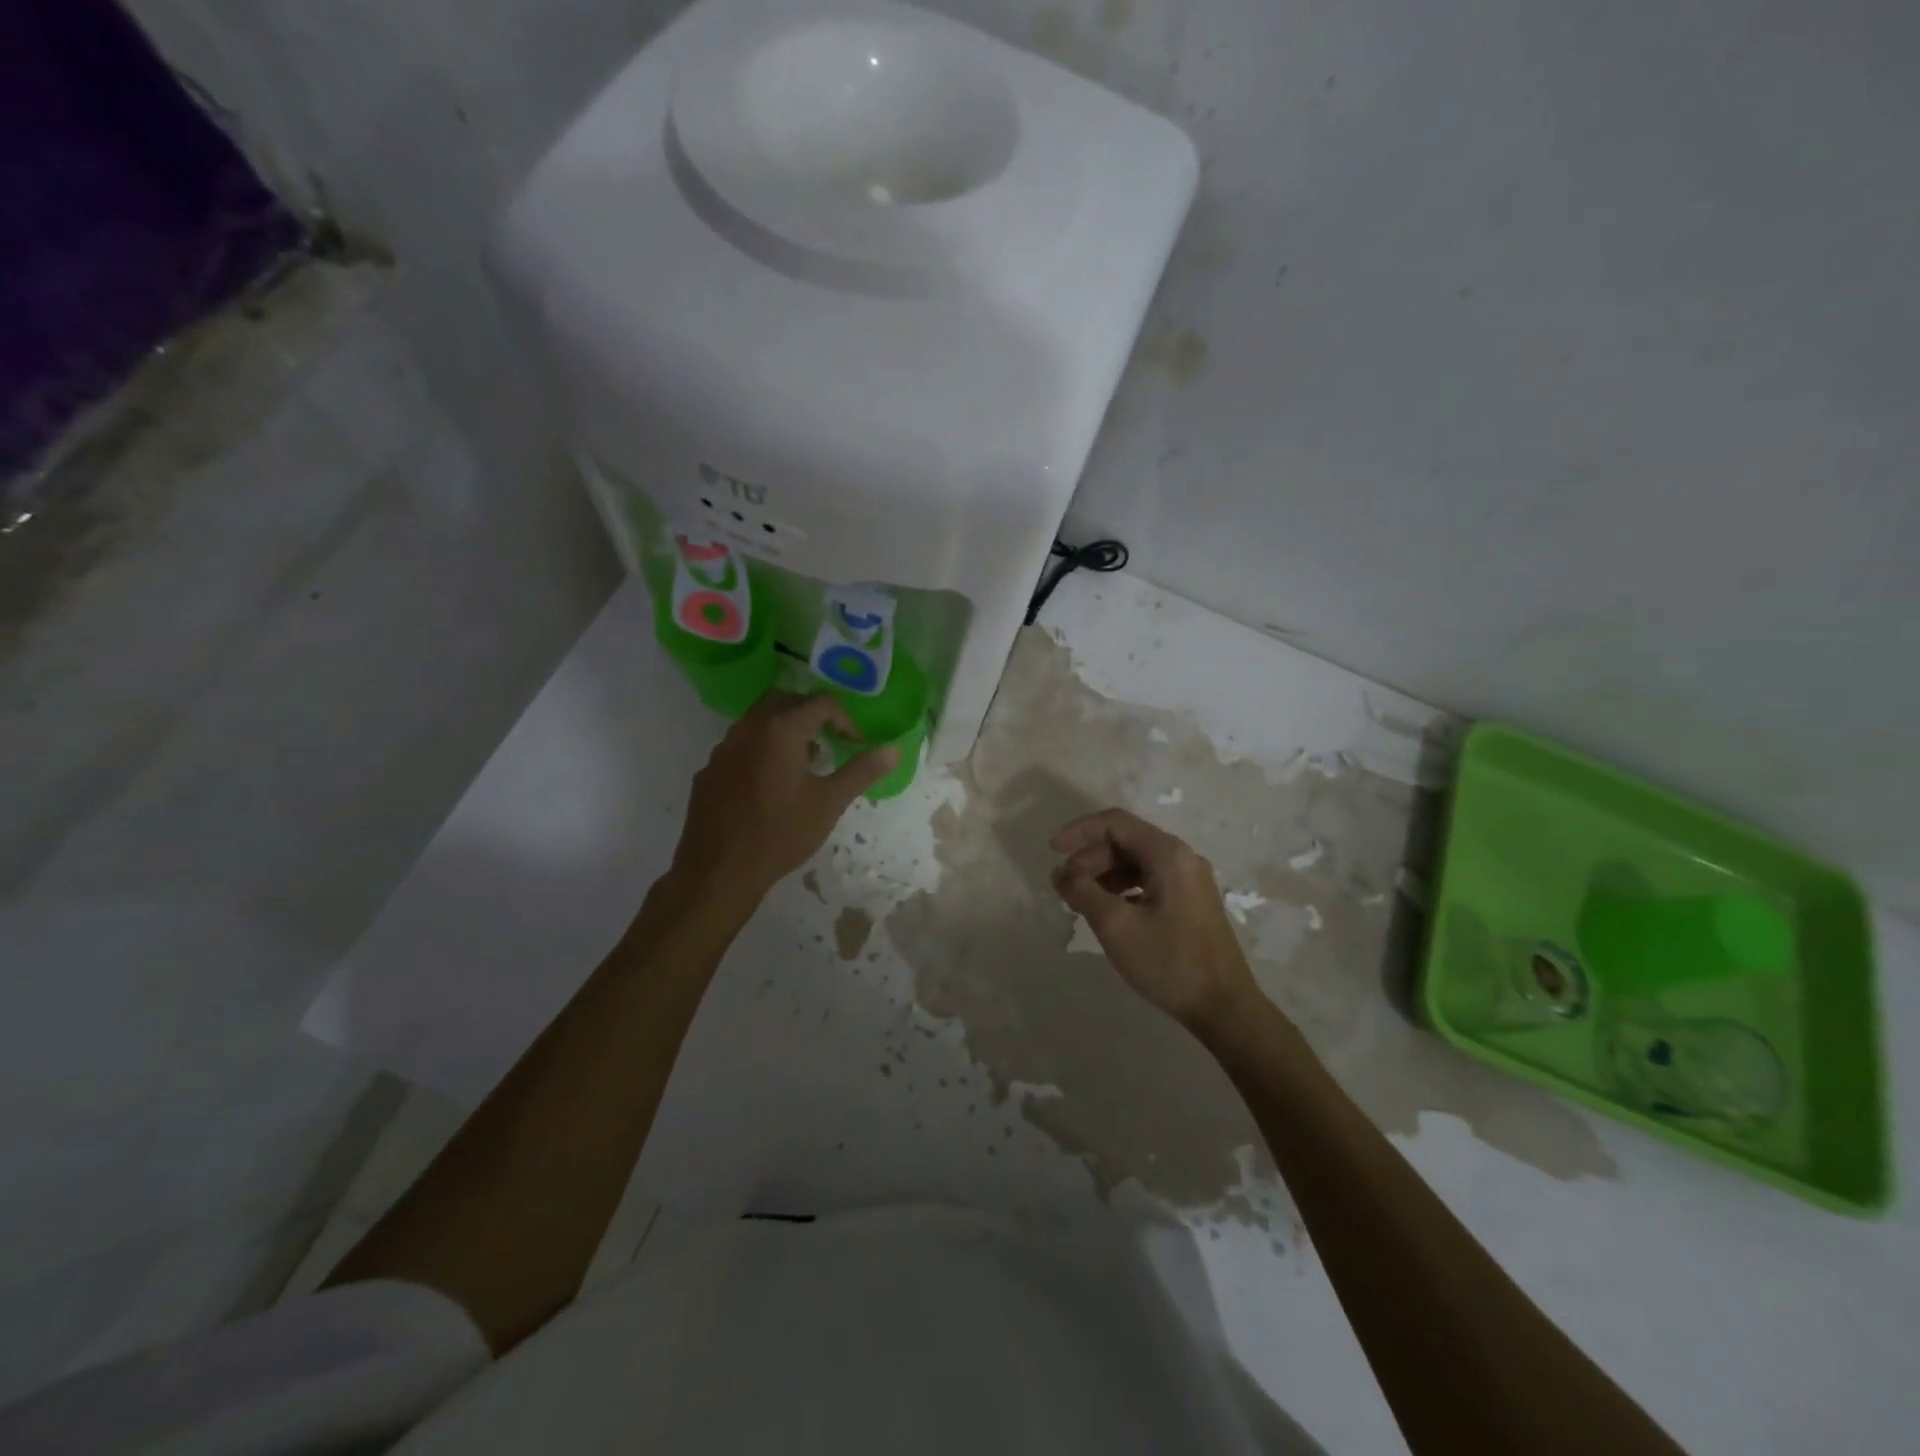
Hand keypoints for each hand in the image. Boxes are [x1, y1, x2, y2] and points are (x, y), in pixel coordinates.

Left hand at [672, 693, 898, 903]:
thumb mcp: (830, 802)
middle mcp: (747, 729)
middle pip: (783, 700)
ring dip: (782, 730)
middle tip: (828, 740)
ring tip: (801, 763)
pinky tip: (768, 785)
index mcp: (780, 730)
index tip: (854, 744)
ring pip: (756, 722)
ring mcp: (722, 750)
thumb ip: (862, 771)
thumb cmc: (781, 833)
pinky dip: (759, 751)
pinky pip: (738, 747)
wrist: (719, 871)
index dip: (844, 720)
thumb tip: (894, 750)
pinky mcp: (708, 771)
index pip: (820, 703)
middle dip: (809, 714)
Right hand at [1050, 808, 1263, 1032]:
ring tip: (1081, 899)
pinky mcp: (1192, 901)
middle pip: (1127, 840)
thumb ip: (1082, 891)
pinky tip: (1108, 911)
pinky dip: (1123, 888)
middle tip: (1065, 884)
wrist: (1224, 1007)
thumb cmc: (1169, 962)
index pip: (1116, 822)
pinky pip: (1150, 880)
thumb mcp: (1116, 925)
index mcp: (1168, 854)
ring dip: (1104, 873)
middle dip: (1090, 856)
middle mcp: (1182, 858)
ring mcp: (1190, 880)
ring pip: (1137, 861)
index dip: (1079, 831)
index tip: (1053, 852)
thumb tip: (1060, 873)